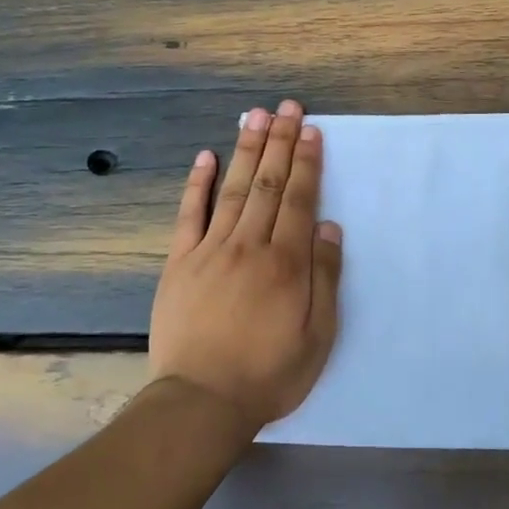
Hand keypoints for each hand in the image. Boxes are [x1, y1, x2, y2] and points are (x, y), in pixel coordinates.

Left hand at [149, 100, 343, 426]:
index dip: (306, 162)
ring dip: (245, 150)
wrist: (201, 401)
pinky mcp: (179, 262)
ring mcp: (210, 250)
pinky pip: (189, 214)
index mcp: (286, 263)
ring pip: (233, 189)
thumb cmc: (269, 373)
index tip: (311, 131)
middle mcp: (249, 246)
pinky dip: (198, 183)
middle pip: (268, 184)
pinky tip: (206, 157)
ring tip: (255, 116)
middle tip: (287, 108)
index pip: (299, 199)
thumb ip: (324, 277)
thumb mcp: (317, 335)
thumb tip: (329, 227)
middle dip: (279, 142)